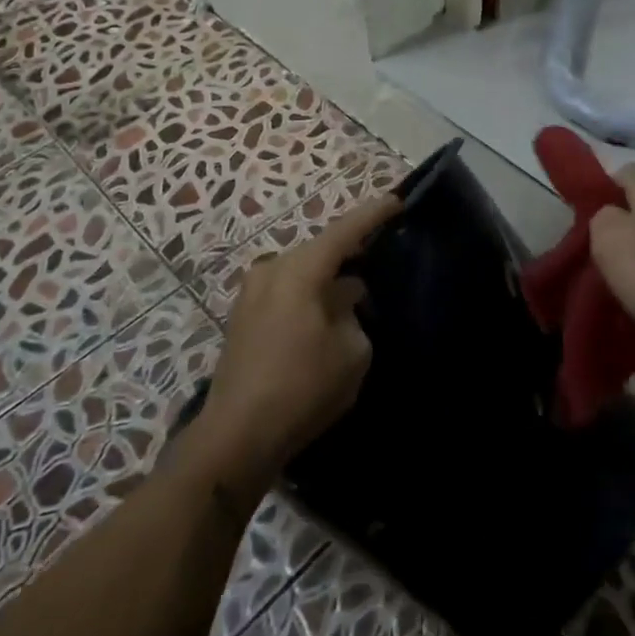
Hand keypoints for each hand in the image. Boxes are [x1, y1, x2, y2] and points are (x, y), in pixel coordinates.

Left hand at [196, 195, 401, 491]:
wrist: (237, 435)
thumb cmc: (303, 387)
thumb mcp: (351, 351)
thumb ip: (354, 312)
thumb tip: (343, 297)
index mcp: (299, 270)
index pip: (344, 231)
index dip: (373, 214)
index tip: (397, 200)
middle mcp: (271, 270)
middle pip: (320, 250)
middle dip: (350, 252)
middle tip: (380, 251)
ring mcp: (251, 293)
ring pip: (302, 272)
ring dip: (328, 278)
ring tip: (356, 288)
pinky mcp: (243, 317)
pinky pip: (286, 292)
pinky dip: (309, 295)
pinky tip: (326, 313)